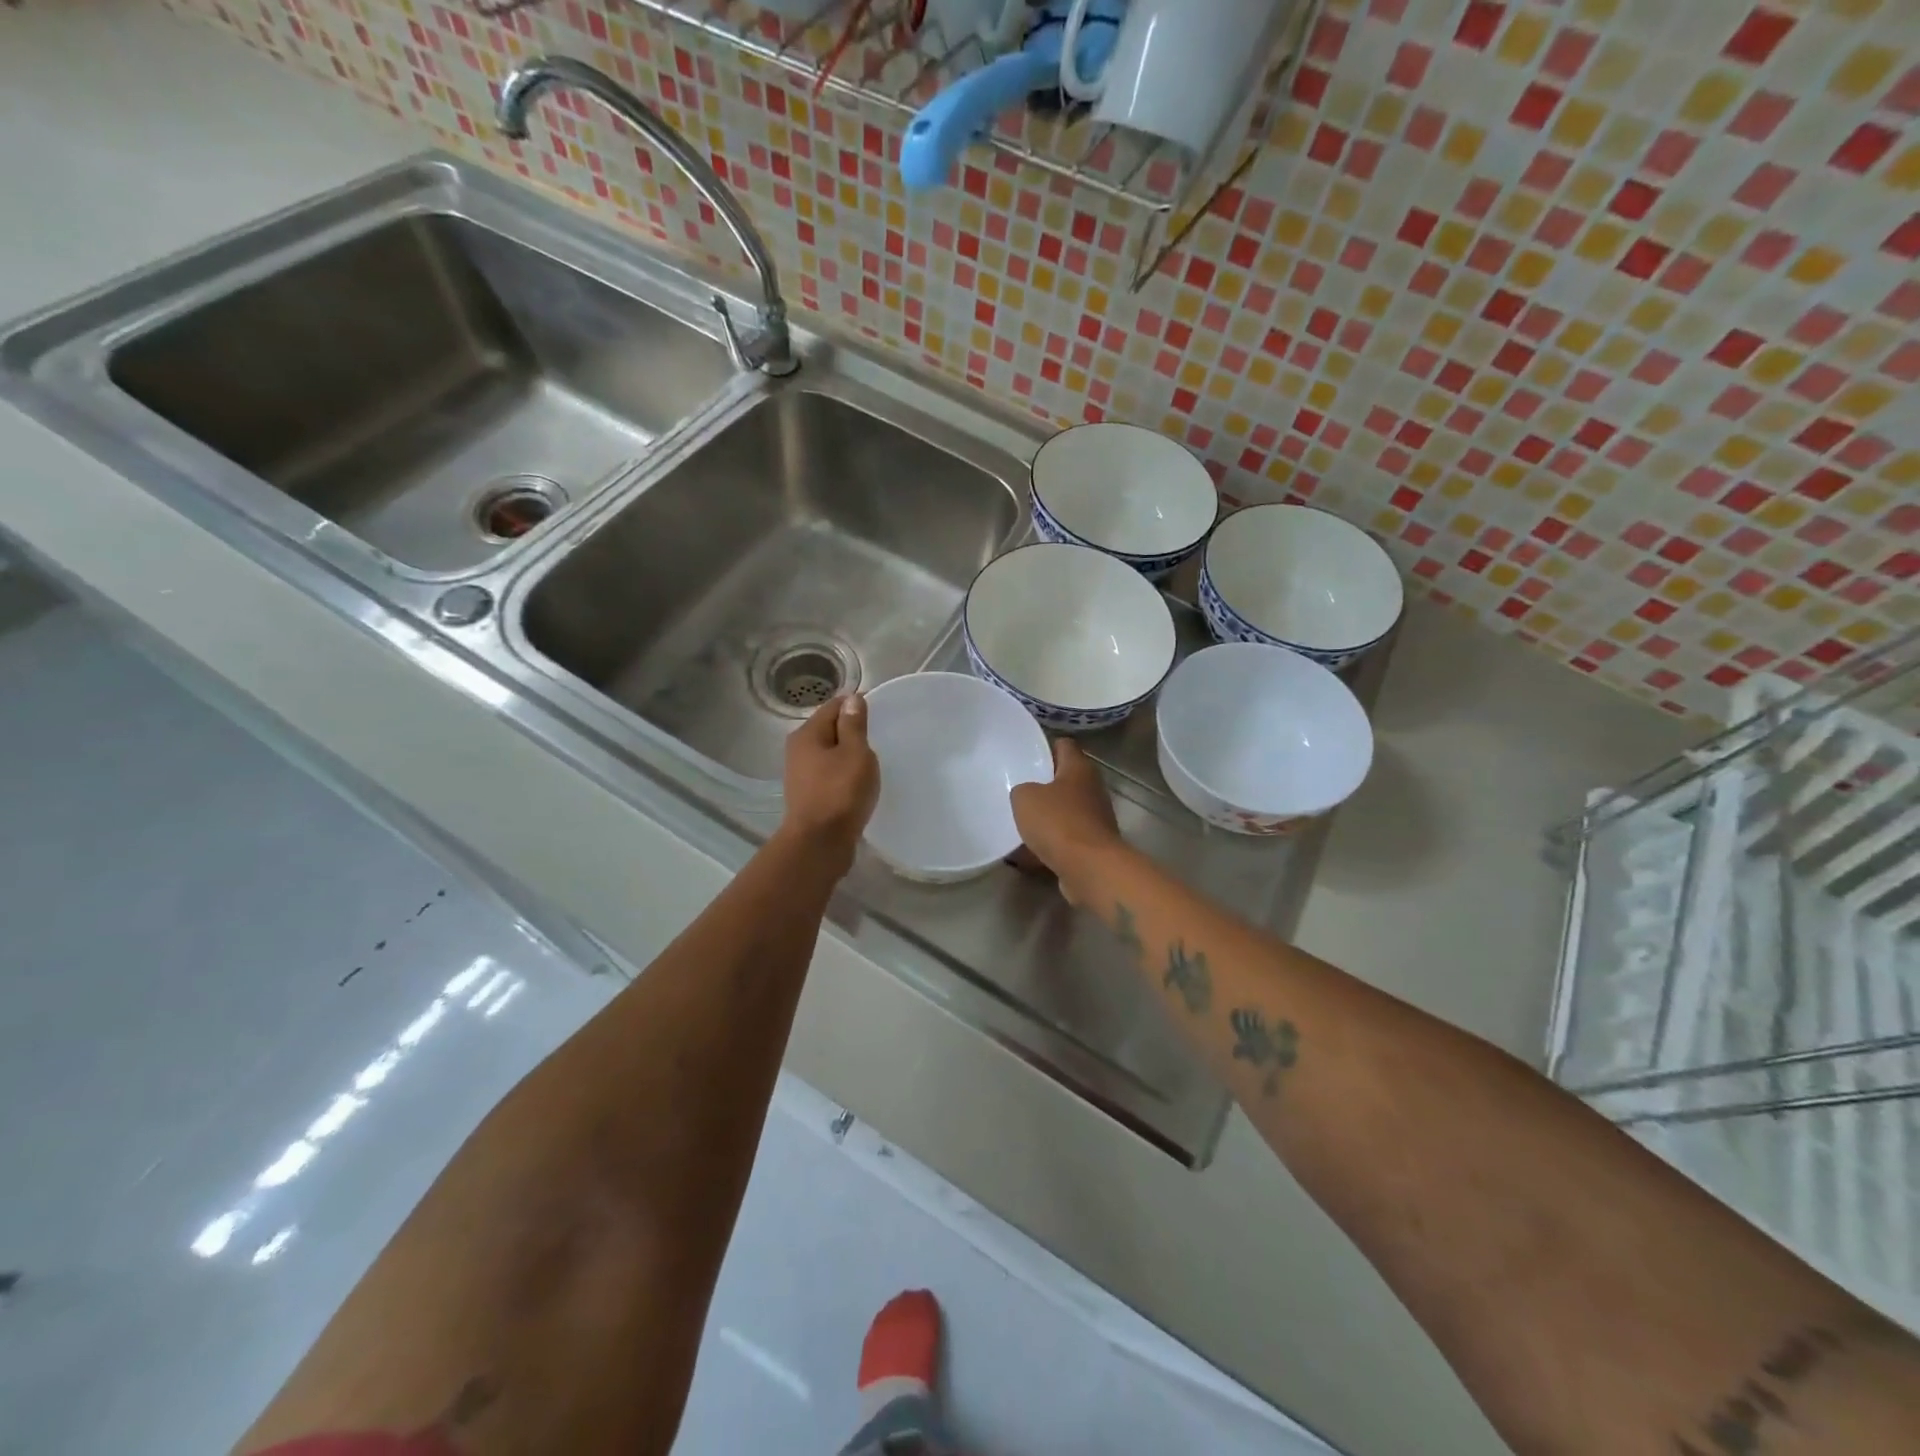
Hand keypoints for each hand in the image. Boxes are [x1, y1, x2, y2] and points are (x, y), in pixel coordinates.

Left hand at [780, 693, 879, 869]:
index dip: (856, 705)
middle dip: (852, 731)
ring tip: (872, 762)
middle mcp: (798, 750)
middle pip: (829, 729)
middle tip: (880, 738)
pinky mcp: (809, 795)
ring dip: (848, 755)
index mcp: (807, 734)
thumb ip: (854, 725)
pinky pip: (830, 774)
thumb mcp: (855, 753)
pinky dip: (844, 773)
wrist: (819, 843)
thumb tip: (852, 699)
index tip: (880, 714)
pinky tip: (859, 783)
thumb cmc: (840, 793)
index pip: (834, 706)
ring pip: (829, 753)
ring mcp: (801, 774)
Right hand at [1010, 739, 1122, 902]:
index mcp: (1079, 768)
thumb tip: (1027, 795)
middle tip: (1019, 791)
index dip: (1046, 747)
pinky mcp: (1093, 846)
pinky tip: (1027, 854)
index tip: (1026, 755)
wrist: (1089, 868)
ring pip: (1065, 811)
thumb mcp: (1025, 798)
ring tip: (1020, 823)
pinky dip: (1050, 844)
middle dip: (1043, 785)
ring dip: (1046, 817)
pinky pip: (1065, 839)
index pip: (1064, 745)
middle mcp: (1092, 789)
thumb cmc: (1058, 822)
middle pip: (1066, 780)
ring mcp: (1096, 819)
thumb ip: (1022, 790)